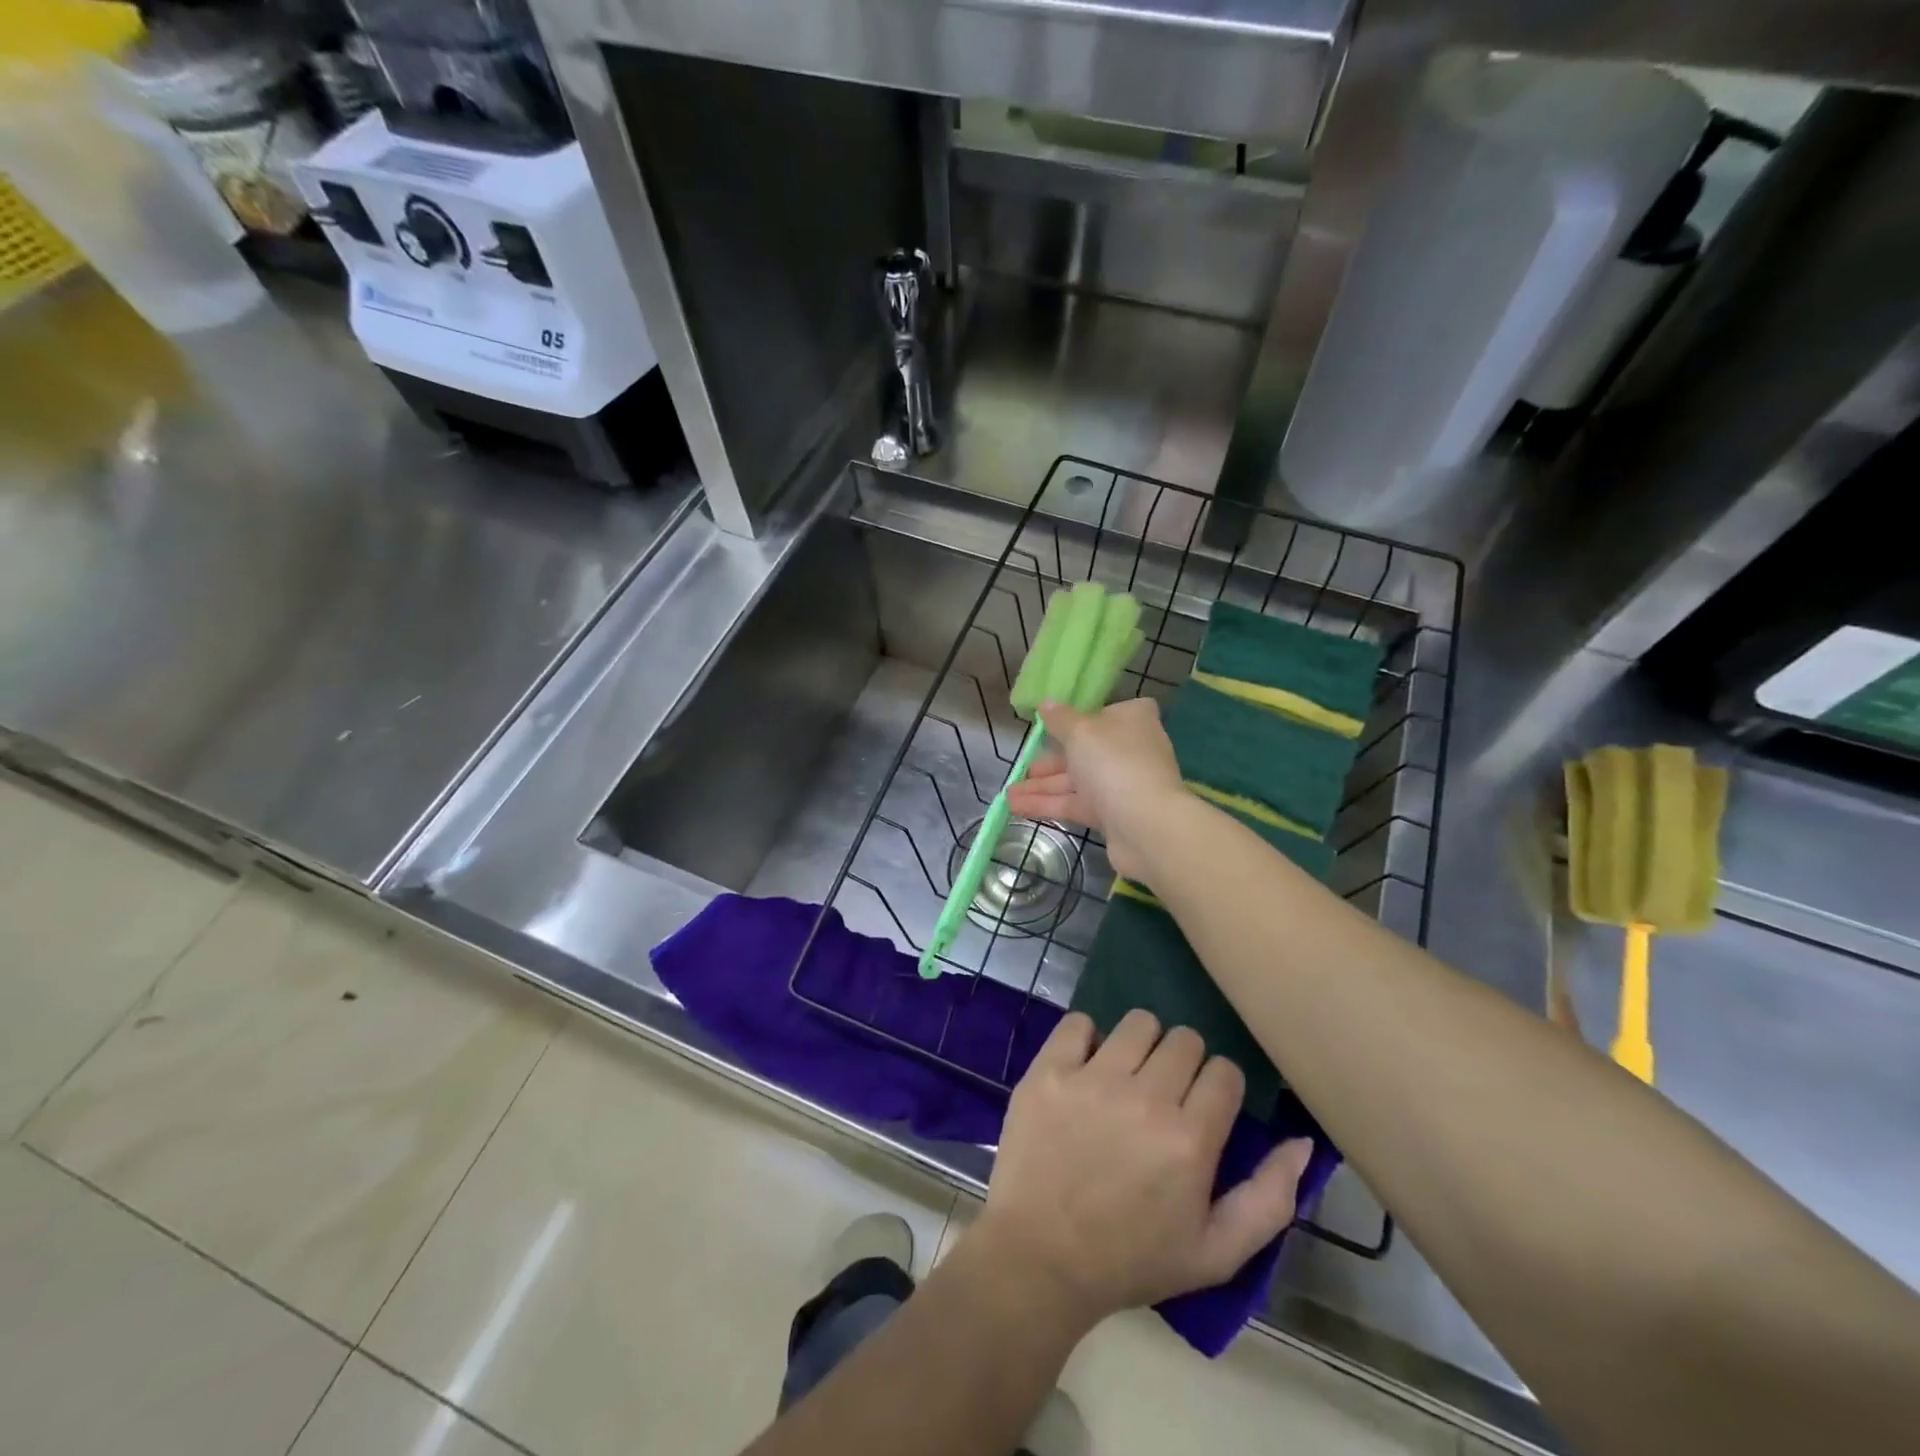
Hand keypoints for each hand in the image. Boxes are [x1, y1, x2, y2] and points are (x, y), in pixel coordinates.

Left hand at [972, 1010, 1312, 1331]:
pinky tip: (1085, 1068)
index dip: (1219, 1087)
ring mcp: (1092, 1078)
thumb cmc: (1131, 1259)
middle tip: (1164, 1094)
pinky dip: (1086, 1038)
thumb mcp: (1217, 1253)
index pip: (1225, 1072)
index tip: (1202, 1107)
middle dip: (1183, 1064)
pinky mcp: (1049, 1070)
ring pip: (1138, 1023)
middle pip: (1185, 1040)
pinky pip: (1078, 1022)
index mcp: (1190, 1139)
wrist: (1040, 1257)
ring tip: (1127, 1075)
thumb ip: (1269, 1199)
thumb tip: (1301, 1142)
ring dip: (1141, 1044)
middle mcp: (1144, 1097)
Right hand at [1005, 698, 1184, 881]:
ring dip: (1042, 787)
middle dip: (1050, 761)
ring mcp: (1123, 784)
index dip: (1081, 718)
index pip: (1108, 712)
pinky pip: (1076, 805)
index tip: (1054, 725)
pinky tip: (1017, 808)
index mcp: (1132, 720)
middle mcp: (1130, 750)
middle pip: (1085, 750)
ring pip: (1077, 781)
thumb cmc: (1113, 763)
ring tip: (1008, 795)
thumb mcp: (1080, 731)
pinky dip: (1049, 805)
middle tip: (1023, 767)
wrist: (1146, 825)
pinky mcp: (1113, 815)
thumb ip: (1060, 719)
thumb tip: (1047, 703)